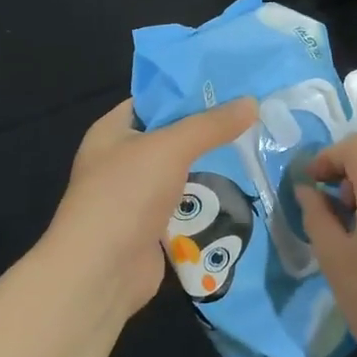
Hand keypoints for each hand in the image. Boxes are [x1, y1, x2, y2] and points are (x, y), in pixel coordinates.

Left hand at [42, 96, 258, 316]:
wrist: (101, 272)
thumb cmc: (125, 195)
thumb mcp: (170, 147)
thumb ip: (210, 125)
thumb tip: (252, 102)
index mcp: (112, 131)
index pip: (152, 100)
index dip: (187, 91)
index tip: (230, 85)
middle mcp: (121, 160)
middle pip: (171, 136)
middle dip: (207, 130)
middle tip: (252, 117)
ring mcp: (136, 196)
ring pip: (181, 172)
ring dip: (212, 166)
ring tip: (256, 147)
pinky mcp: (152, 227)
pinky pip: (186, 205)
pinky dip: (208, 199)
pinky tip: (242, 188)